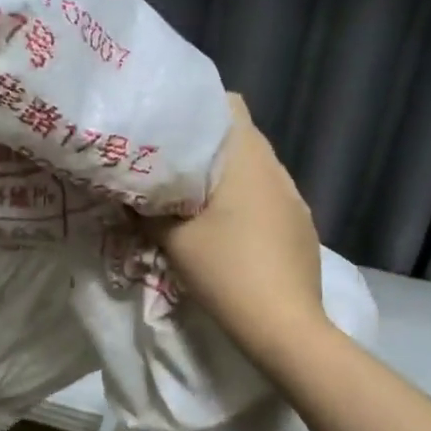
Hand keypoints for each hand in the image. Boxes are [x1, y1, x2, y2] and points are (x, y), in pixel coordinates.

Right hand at [148, 96, 331, 371]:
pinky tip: (231, 232)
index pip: (230, 104)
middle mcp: (277, 169)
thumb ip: (145, 209)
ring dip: (229, 178)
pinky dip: (247, 203)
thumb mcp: (173, 239)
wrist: (284, 326)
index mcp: (248, 158)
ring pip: (256, 170)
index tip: (170, 126)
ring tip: (197, 200)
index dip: (199, 107)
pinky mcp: (302, 226)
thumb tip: (128, 192)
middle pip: (241, 138)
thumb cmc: (226, 271)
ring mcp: (295, 198)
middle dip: (207, 147)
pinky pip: (270, 198)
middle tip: (171, 166)